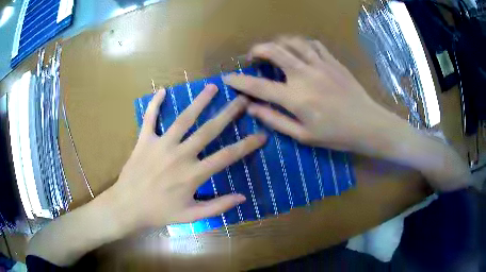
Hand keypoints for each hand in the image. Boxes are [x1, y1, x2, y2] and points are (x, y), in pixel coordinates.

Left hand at [106, 84, 265, 229]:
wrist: (127, 207)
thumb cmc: (158, 213)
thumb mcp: (191, 216)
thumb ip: (217, 206)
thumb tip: (242, 197)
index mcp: (193, 174)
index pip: (227, 156)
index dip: (247, 145)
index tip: (262, 135)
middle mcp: (180, 155)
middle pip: (208, 130)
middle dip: (228, 113)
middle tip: (242, 99)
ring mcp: (161, 145)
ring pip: (183, 119)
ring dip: (199, 101)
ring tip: (212, 87)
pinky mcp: (144, 141)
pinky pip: (150, 118)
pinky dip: (155, 104)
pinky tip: (161, 90)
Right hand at [223, 37, 390, 151]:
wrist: (368, 124)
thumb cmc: (336, 135)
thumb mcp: (303, 136)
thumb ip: (275, 120)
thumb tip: (251, 108)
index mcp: (295, 98)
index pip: (259, 85)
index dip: (239, 81)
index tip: (228, 78)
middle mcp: (304, 75)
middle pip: (274, 51)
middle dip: (257, 50)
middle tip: (252, 56)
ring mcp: (320, 64)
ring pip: (293, 42)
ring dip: (278, 43)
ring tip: (275, 51)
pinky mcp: (332, 61)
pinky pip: (313, 44)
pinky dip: (301, 44)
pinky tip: (300, 51)